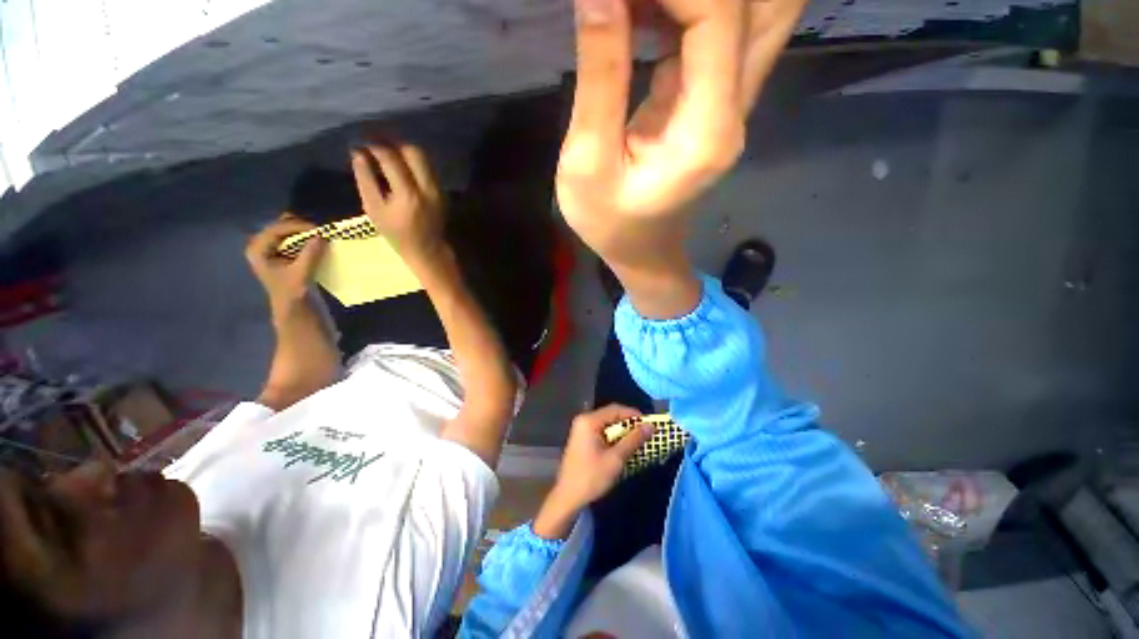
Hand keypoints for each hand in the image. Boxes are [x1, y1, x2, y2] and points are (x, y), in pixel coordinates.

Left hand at [245, 215, 325, 313]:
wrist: (291, 306)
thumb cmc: (292, 292)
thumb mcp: (301, 274)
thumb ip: (310, 255)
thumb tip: (321, 237)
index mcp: (258, 250)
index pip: (276, 230)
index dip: (296, 226)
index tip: (317, 229)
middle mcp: (261, 245)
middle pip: (279, 226)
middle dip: (299, 226)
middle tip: (319, 231)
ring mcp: (270, 248)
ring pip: (286, 230)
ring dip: (302, 231)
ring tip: (319, 234)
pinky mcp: (280, 252)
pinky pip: (291, 237)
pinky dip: (304, 236)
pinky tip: (315, 240)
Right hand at [351, 142, 444, 258]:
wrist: (428, 249)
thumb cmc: (396, 234)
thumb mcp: (374, 209)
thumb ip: (365, 179)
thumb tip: (357, 152)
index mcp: (408, 195)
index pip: (391, 158)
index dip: (374, 145)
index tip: (361, 141)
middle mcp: (427, 188)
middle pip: (413, 151)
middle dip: (392, 141)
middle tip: (375, 139)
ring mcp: (439, 189)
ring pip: (424, 157)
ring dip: (404, 149)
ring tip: (386, 149)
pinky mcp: (443, 191)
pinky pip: (428, 167)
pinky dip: (413, 160)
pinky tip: (400, 163)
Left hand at [533, 404, 654, 538]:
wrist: (568, 498)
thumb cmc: (591, 477)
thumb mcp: (616, 459)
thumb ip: (633, 440)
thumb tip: (651, 426)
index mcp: (589, 421)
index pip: (616, 409)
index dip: (634, 415)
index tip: (650, 424)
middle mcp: (584, 420)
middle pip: (611, 415)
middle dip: (629, 424)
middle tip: (646, 433)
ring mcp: (582, 429)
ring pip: (607, 424)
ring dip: (623, 432)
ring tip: (639, 441)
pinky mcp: (582, 439)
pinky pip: (602, 432)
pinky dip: (614, 438)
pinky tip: (624, 447)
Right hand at [556, 0, 806, 261]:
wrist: (642, 251)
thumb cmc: (610, 224)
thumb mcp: (588, 163)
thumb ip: (600, 77)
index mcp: (707, 130)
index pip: (719, 15)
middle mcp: (736, 107)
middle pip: (761, 5)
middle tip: (634, 3)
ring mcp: (732, 102)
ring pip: (752, 11)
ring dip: (701, 0)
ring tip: (636, 8)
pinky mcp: (715, 100)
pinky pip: (720, 30)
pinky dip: (688, 7)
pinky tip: (642, 10)